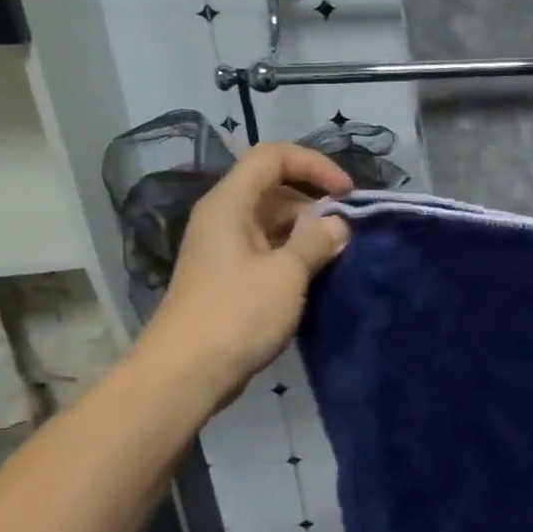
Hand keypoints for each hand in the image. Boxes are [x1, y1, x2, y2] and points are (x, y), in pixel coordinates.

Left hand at [137, 143, 353, 404]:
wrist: (184, 374)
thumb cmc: (236, 315)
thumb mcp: (286, 274)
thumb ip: (317, 241)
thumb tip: (338, 226)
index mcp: (230, 204)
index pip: (273, 157)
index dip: (314, 165)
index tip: (346, 194)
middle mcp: (224, 218)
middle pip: (274, 188)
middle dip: (315, 202)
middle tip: (348, 230)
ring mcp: (224, 249)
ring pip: (273, 222)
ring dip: (307, 232)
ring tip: (338, 255)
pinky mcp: (229, 278)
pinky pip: (267, 250)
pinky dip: (294, 255)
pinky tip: (317, 276)